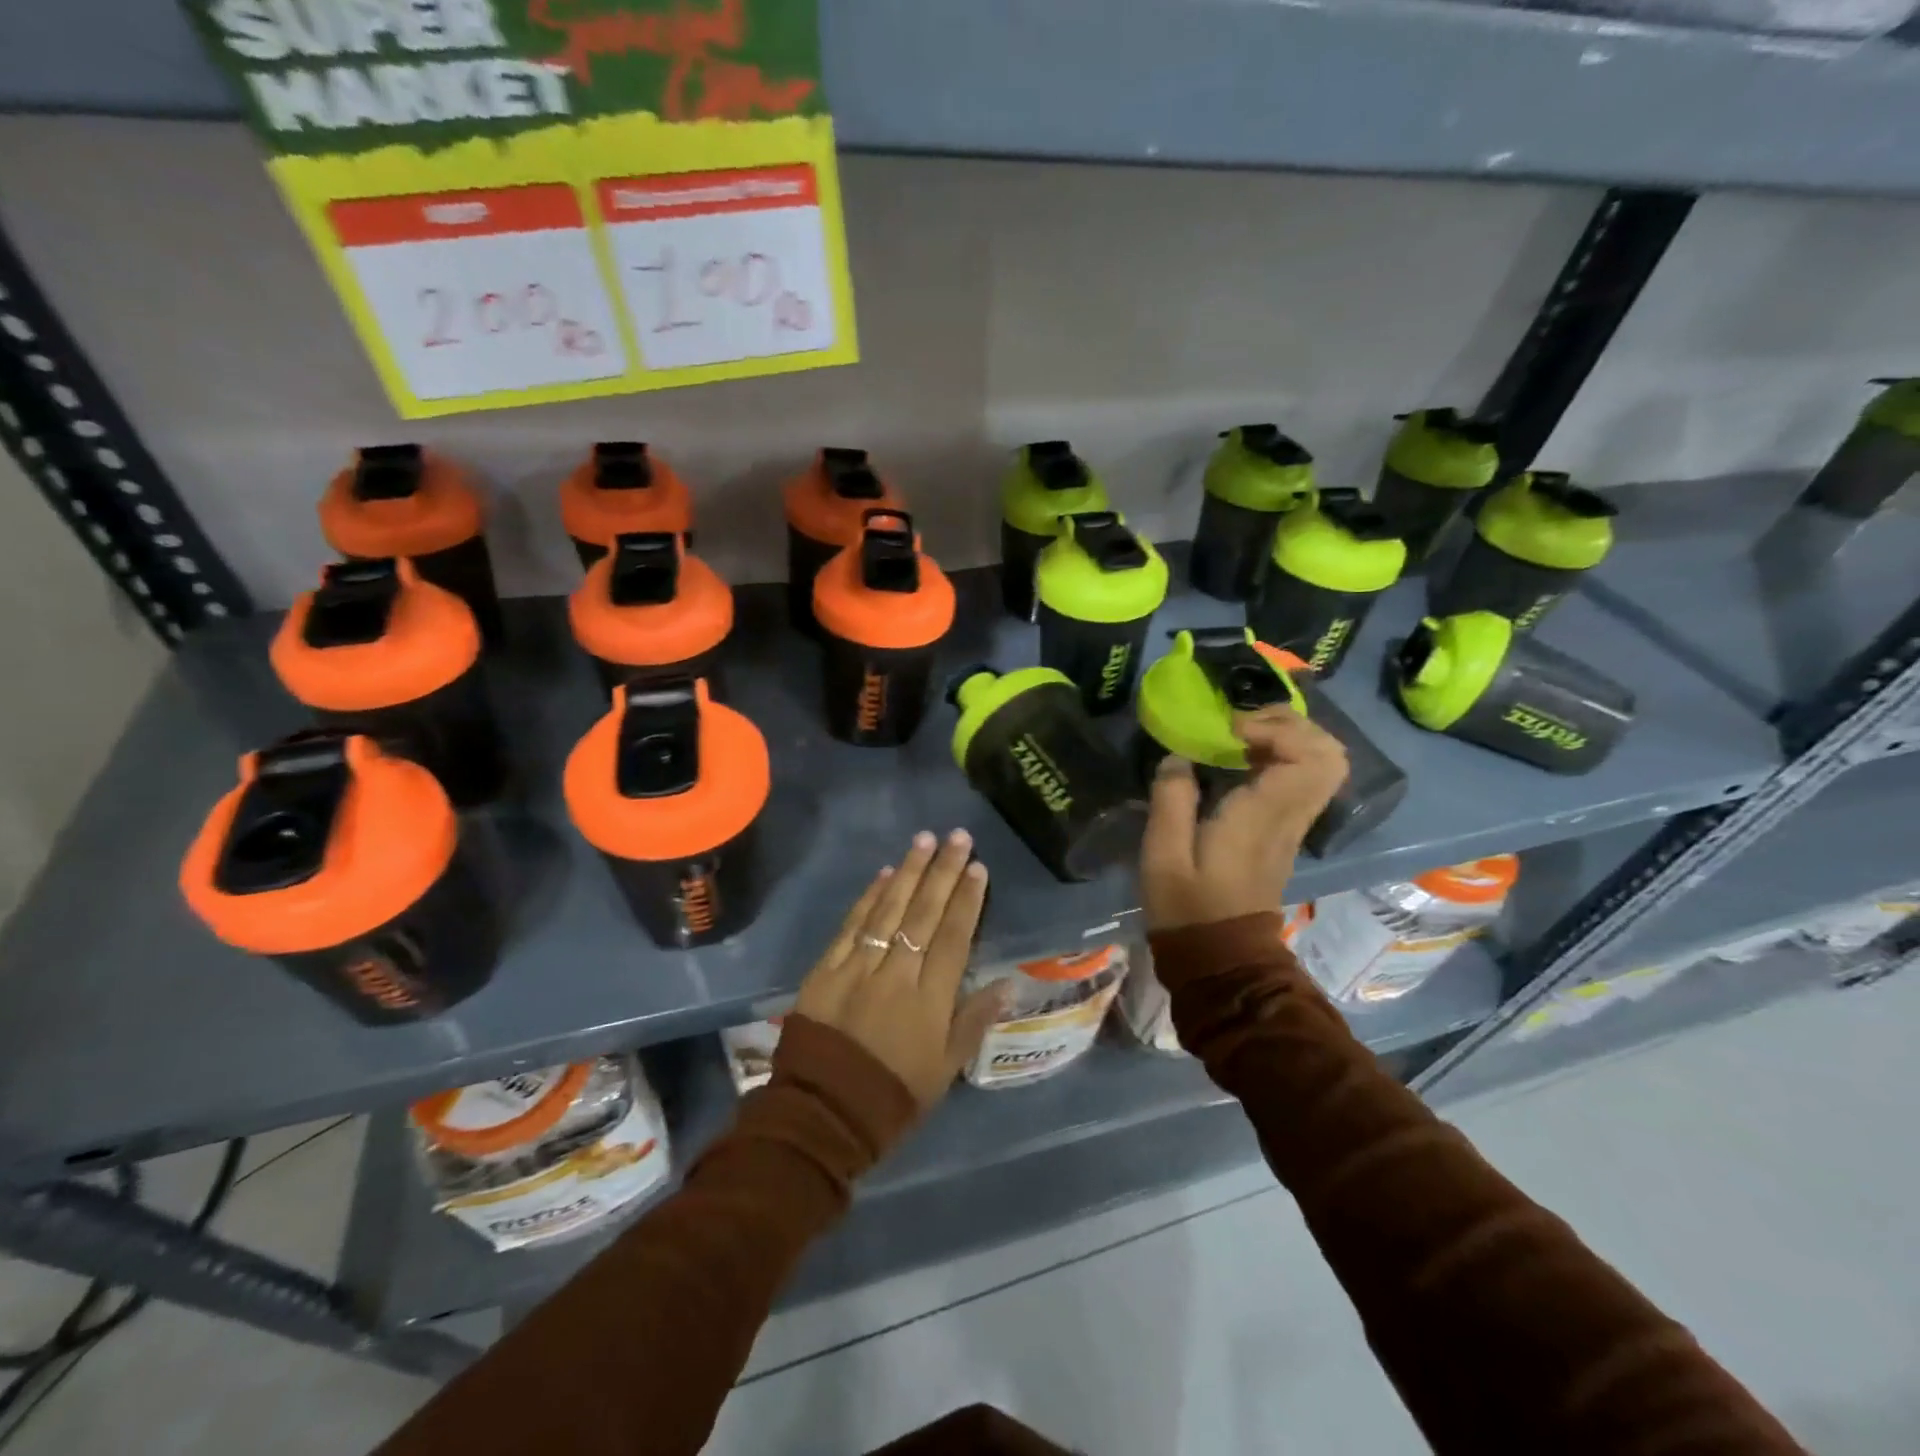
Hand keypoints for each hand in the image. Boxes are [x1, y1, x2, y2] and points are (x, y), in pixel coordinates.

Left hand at [793, 830, 1008, 1108]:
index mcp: (930, 1000)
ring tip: (924, 839)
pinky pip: (852, 924)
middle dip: (943, 871)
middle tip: (957, 837)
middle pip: (924, 913)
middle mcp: (896, 973)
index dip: (967, 900)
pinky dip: (869, 897)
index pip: (954, 937)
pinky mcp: (826, 968)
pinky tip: (884, 873)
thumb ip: (974, 1021)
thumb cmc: (893, 1095)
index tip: (978, 868)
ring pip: (888, 909)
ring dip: (908, 871)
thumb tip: (1006, 982)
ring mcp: (858, 967)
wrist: (823, 1113)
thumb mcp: (945, 1069)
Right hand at [1140, 706, 1348, 931]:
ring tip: (1241, 736)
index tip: (1232, 732)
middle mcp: (1290, 816)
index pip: (1311, 758)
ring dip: (1287, 737)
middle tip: (1242, 724)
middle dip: (1290, 724)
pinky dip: (1281, 756)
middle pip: (1330, 754)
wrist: (1220, 956)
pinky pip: (1304, 778)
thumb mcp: (1162, 855)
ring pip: (1323, 764)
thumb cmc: (1187, 907)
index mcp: (1264, 817)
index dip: (1278, 729)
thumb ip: (1171, 799)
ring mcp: (1294, 824)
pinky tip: (1241, 759)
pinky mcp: (1286, 830)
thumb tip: (1179, 757)